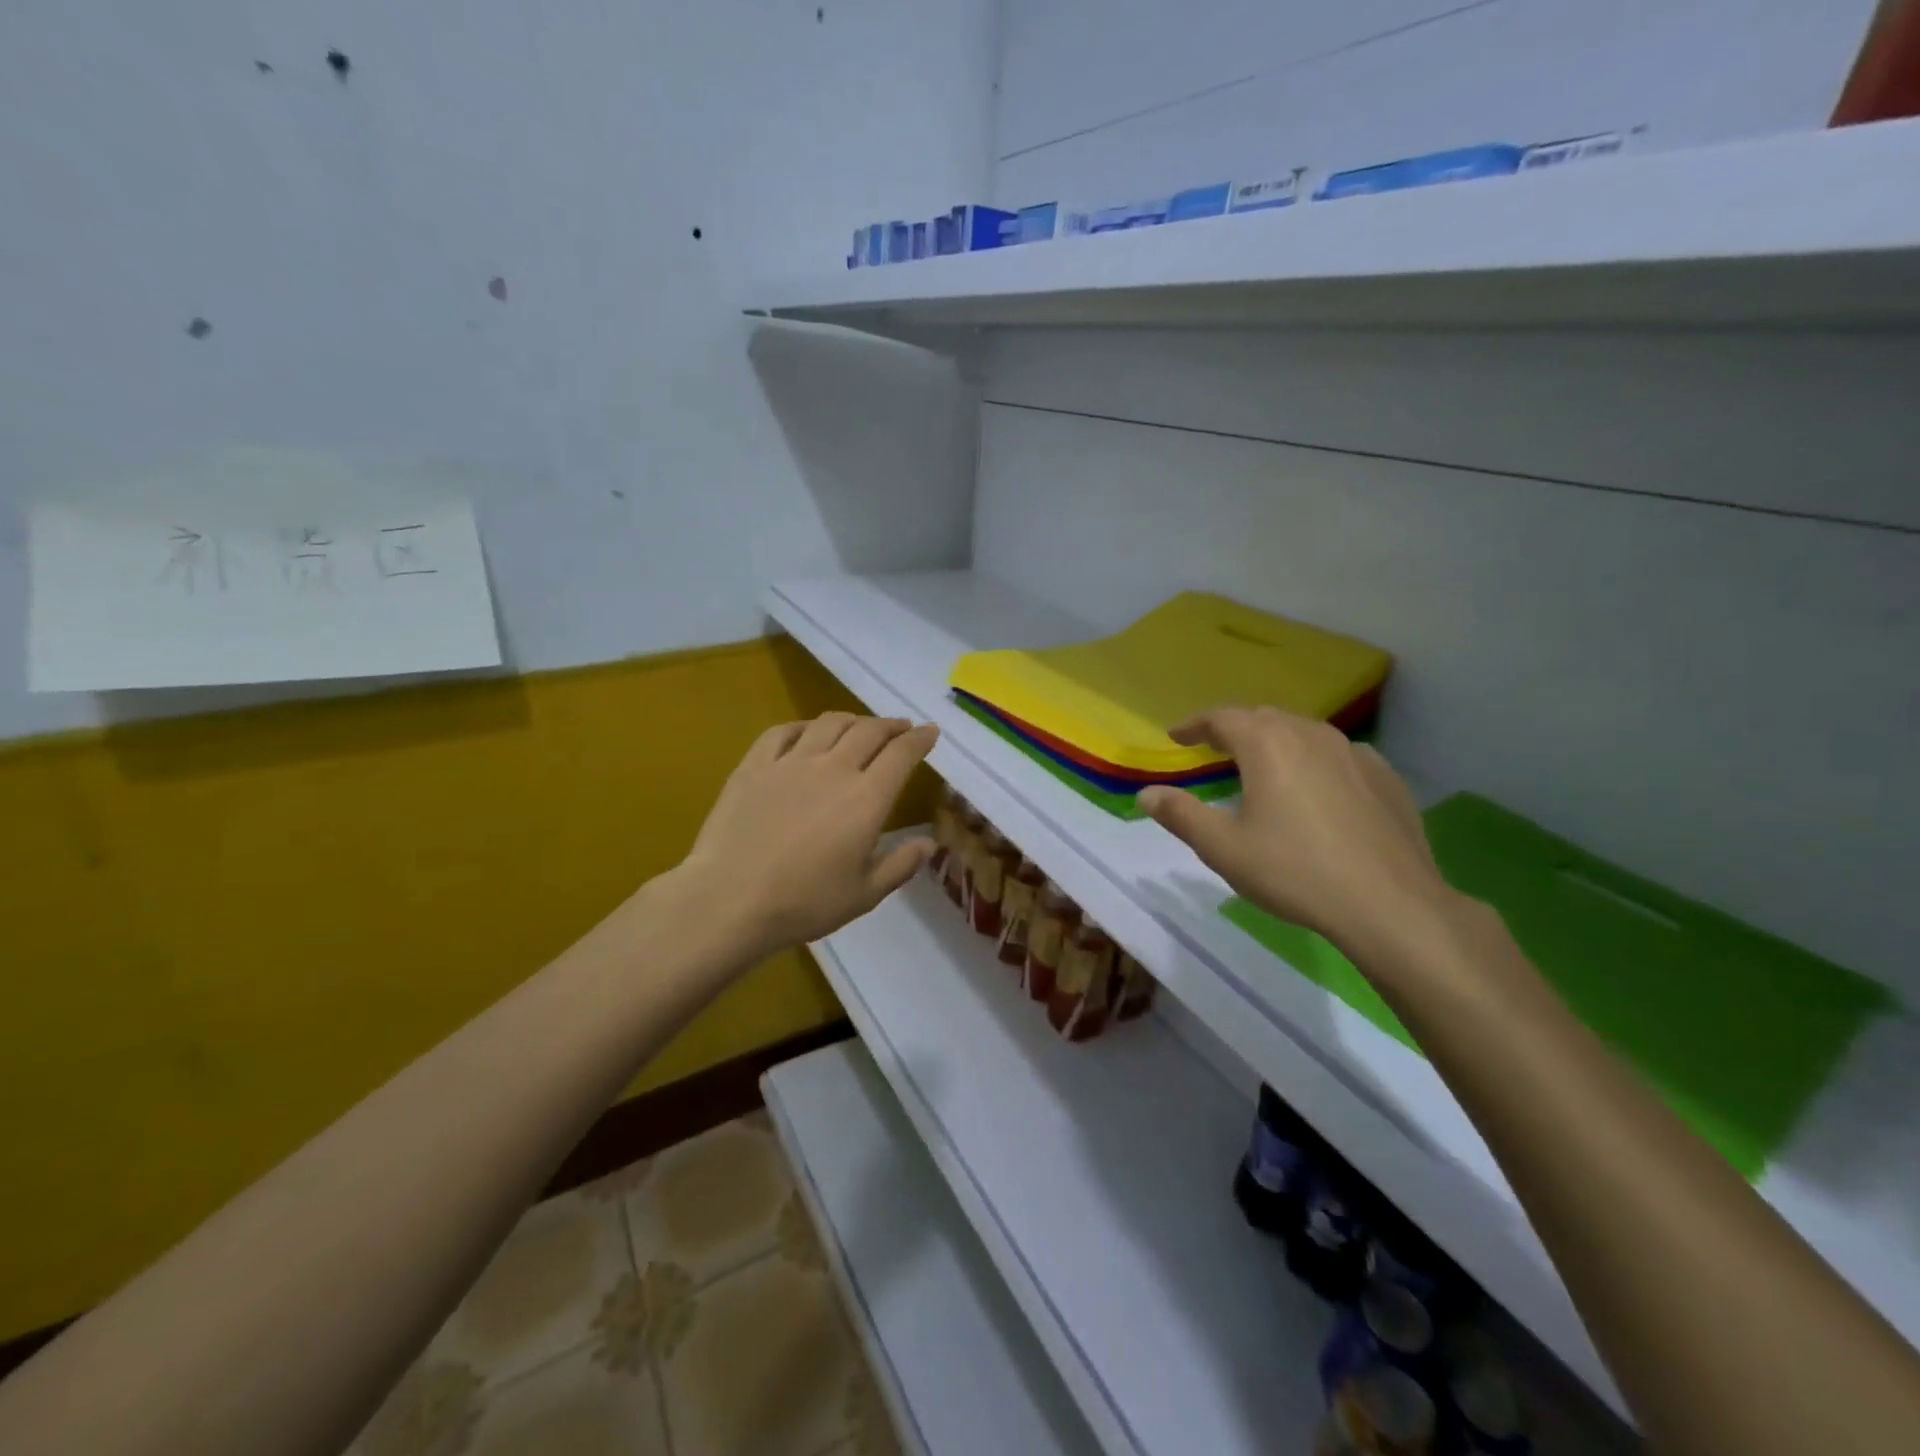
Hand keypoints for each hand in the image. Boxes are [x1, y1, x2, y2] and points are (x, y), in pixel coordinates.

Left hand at [681, 712, 938, 957]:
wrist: (730, 899)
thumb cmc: (803, 902)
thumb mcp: (864, 895)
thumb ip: (901, 865)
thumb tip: (929, 844)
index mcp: (866, 799)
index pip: (902, 754)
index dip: (920, 739)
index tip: (930, 731)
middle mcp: (833, 769)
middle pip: (869, 731)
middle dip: (891, 725)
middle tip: (901, 727)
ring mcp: (791, 762)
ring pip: (829, 723)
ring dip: (852, 720)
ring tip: (859, 727)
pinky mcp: (755, 765)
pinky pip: (783, 731)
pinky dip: (803, 726)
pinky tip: (807, 732)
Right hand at [1138, 707, 1451, 958]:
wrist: (1391, 904)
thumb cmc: (1295, 872)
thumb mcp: (1223, 849)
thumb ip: (1181, 815)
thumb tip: (1147, 794)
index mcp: (1267, 745)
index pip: (1222, 718)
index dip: (1194, 724)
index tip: (1176, 735)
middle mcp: (1310, 735)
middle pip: (1263, 718)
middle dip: (1233, 728)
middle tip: (1213, 748)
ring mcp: (1354, 753)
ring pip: (1303, 732)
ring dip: (1275, 740)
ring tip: (1262, 764)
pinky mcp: (1385, 776)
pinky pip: (1338, 754)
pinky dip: (1314, 760)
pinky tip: (1316, 786)